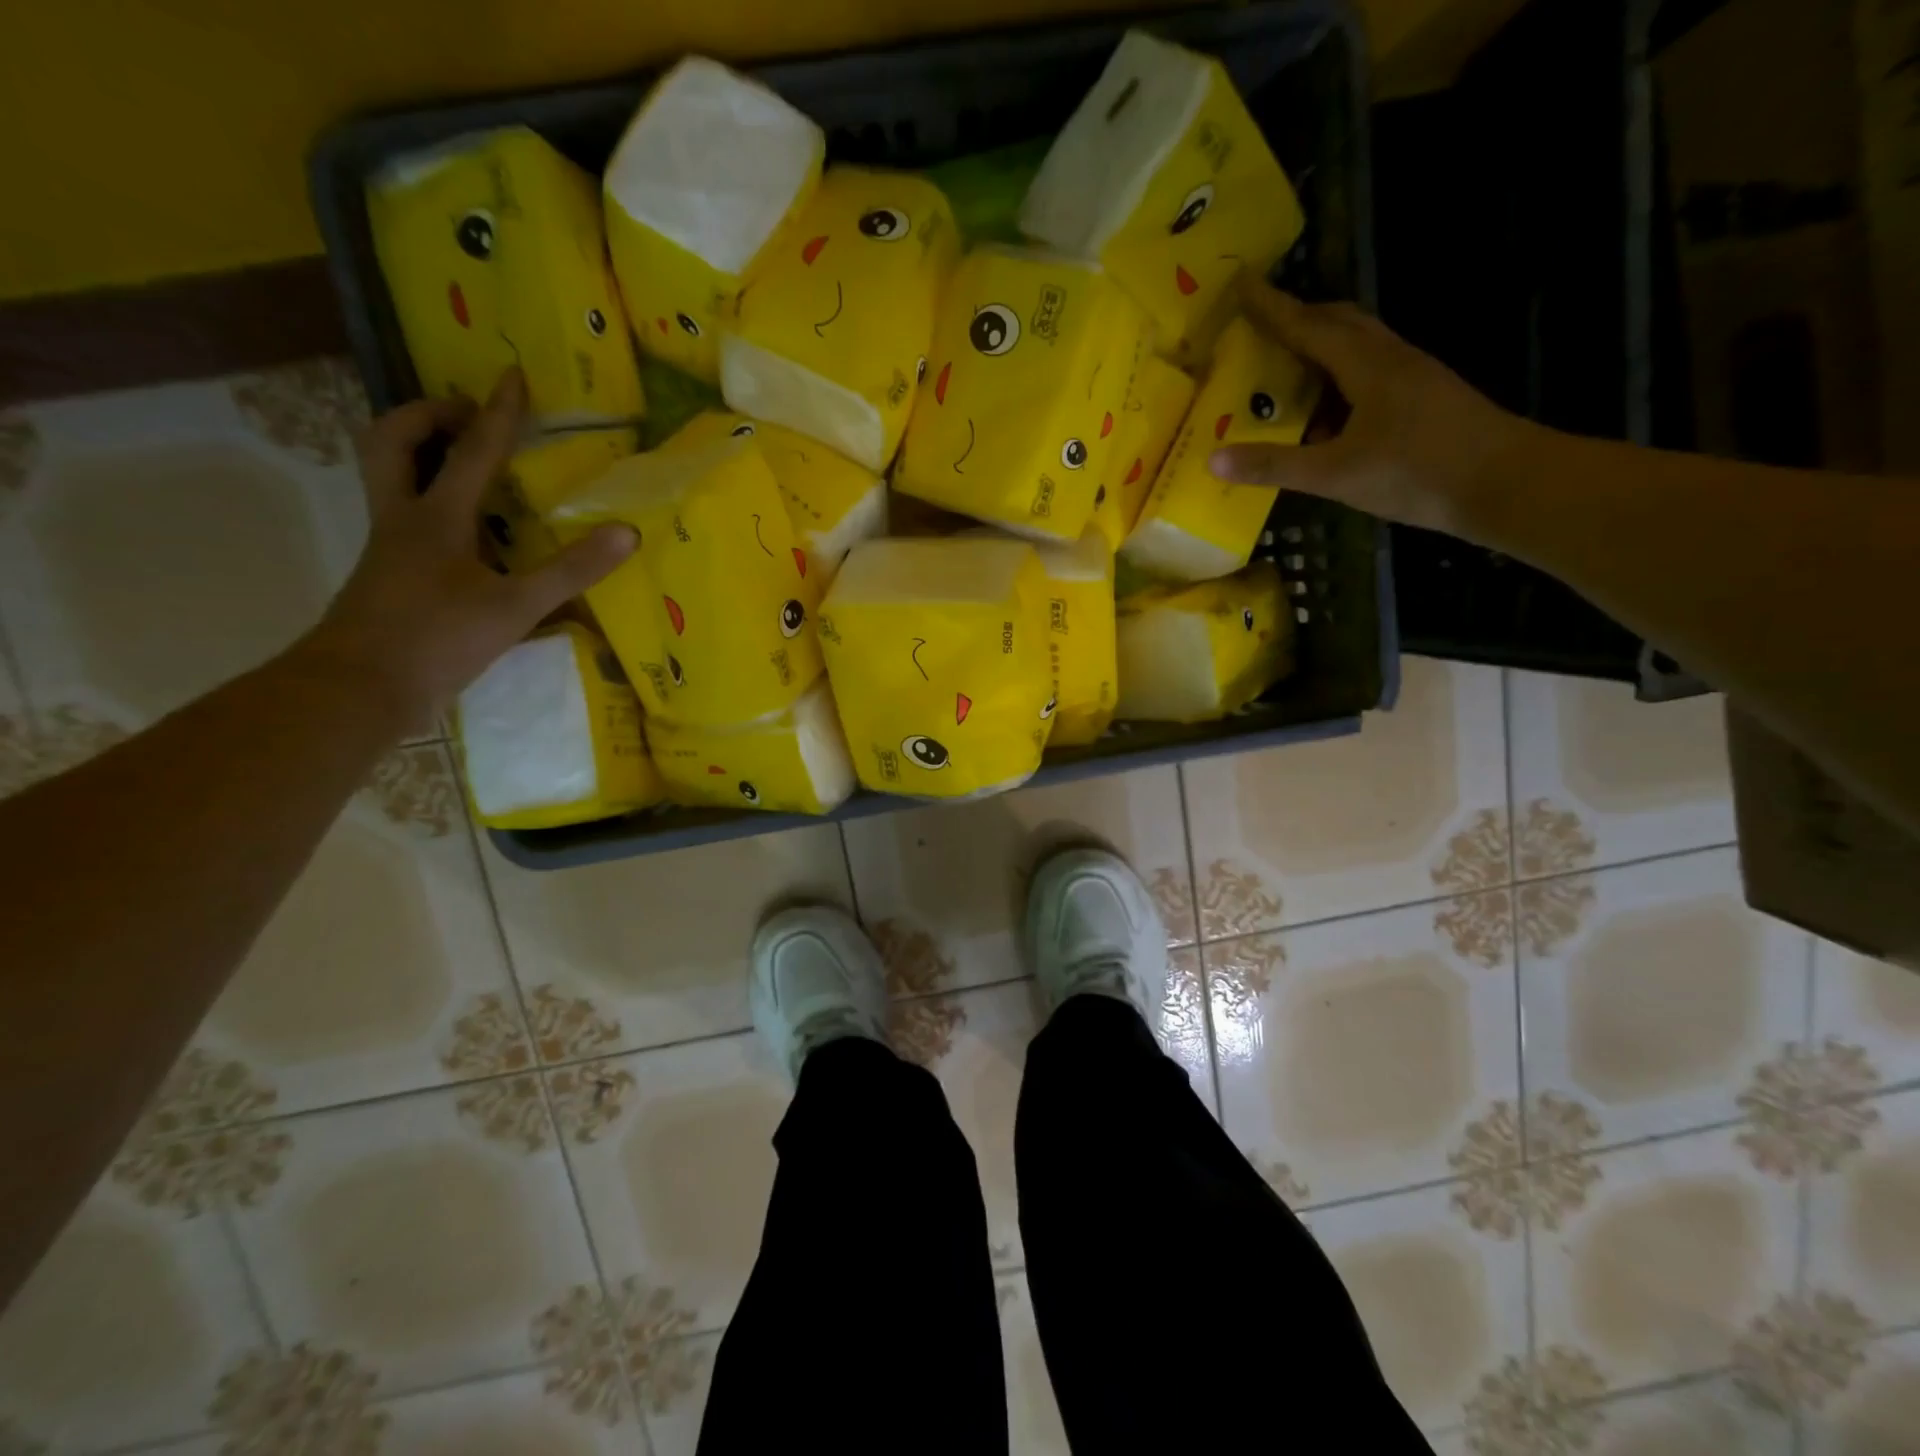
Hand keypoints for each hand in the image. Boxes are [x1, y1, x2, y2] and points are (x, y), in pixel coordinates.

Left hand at [305, 368, 635, 736]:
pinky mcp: (388, 573)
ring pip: (387, 474)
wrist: (360, 688)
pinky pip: (403, 513)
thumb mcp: (515, 607)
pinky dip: (429, 498)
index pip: (472, 451)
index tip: (511, 375)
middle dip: (425, 414)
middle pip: (390, 440)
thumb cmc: (437, 640)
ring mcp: (389, 546)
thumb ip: (571, 569)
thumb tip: (626, 533)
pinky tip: (467, 529)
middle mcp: (402, 518)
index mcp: (435, 517)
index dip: (497, 412)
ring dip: (418, 451)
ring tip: (465, 460)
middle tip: (465, 414)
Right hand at [1209, 280, 1536, 535]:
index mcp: (1366, 365)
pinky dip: (1338, 384)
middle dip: (1297, 320)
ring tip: (1282, 375)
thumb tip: (1213, 459)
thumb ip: (1274, 465)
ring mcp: (1411, 376)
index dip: (1271, 308)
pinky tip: (1323, 418)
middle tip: (1259, 330)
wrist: (1504, 483)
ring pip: (1357, 348)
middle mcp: (1390, 358)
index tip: (1240, 286)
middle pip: (1338, 323)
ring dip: (1318, 352)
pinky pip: (1369, 376)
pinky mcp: (1422, 399)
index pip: (1307, 326)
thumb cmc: (1416, 471)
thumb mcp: (1335, 474)